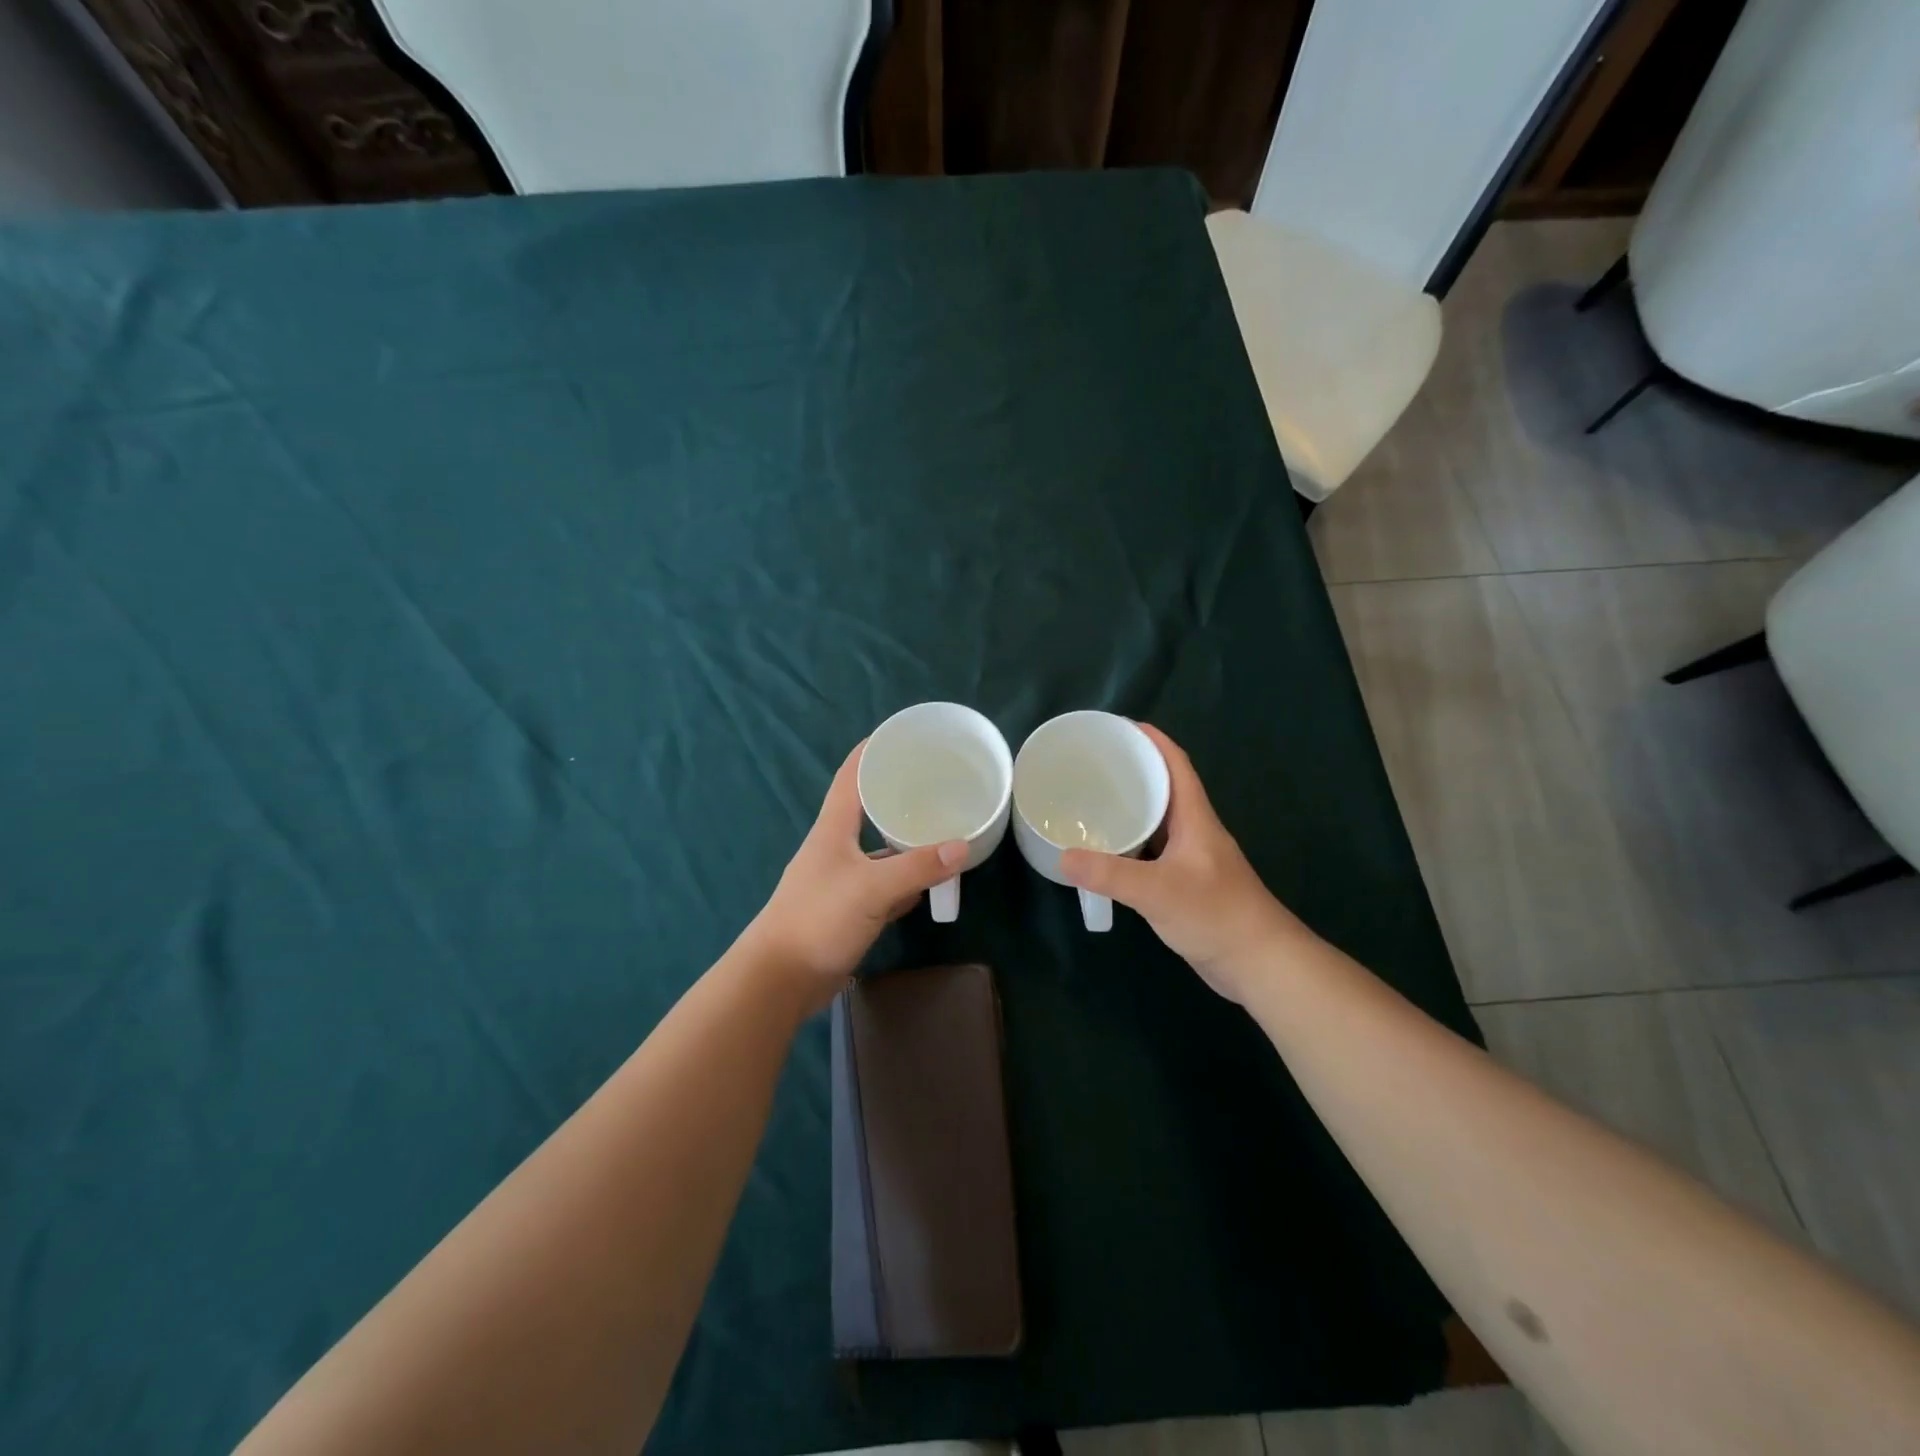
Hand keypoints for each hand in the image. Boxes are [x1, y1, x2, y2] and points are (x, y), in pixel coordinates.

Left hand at [743, 742, 966, 1012]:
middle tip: (938, 782)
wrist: (781, 978)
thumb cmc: (819, 919)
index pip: (851, 776)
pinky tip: (931, 880)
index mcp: (833, 828)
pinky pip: (884, 884)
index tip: (902, 735)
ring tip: (943, 826)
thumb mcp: (871, 888)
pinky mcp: (849, 908)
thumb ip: (916, 867)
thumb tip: (962, 847)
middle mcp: (836, 847)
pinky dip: (906, 880)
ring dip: (906, 839)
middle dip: (899, 793)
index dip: (872, 751)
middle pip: (869, 809)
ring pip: (880, 849)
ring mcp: (842, 878)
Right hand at [1060, 723, 1303, 1002]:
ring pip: (1158, 821)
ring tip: (1092, 802)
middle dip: (1133, 771)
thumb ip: (1110, 873)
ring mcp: (1192, 858)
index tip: (1119, 727)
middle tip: (1092, 766)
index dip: (1152, 740)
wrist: (1259, 963)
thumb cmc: (1215, 915)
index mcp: (1195, 818)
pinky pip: (1154, 850)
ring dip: (1132, 808)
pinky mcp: (1187, 882)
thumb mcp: (1157, 891)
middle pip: (1164, 788)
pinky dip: (1131, 843)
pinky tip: (1108, 851)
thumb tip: (1063, 856)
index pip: (1176, 764)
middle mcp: (1195, 830)